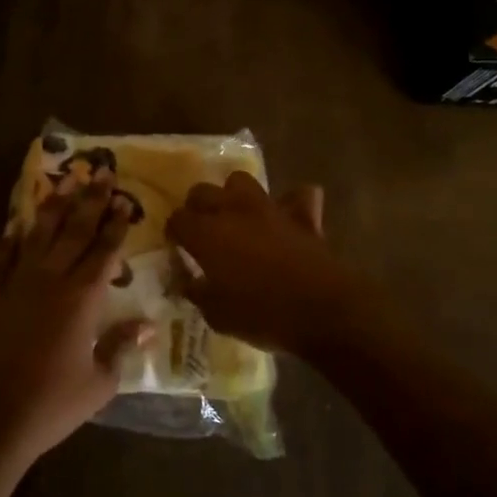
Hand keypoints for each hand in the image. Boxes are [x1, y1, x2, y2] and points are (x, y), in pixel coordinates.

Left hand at [0, 176, 150, 468]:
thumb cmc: (52, 405)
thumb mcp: (100, 383)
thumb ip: (122, 348)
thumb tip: (147, 325)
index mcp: (82, 299)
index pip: (104, 251)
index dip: (116, 225)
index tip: (124, 200)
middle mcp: (51, 280)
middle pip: (74, 231)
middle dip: (90, 200)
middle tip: (101, 172)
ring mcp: (16, 284)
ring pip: (39, 235)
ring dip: (54, 206)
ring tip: (65, 181)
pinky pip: (2, 257)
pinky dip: (10, 238)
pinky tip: (17, 223)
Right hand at [165, 172, 366, 358]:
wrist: (322, 310)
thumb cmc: (262, 315)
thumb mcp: (217, 315)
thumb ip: (197, 292)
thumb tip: (187, 281)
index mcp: (207, 233)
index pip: (178, 219)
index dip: (175, 232)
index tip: (178, 247)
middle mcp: (233, 211)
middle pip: (203, 191)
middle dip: (197, 207)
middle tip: (202, 231)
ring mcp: (269, 208)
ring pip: (241, 181)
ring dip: (234, 195)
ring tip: (237, 218)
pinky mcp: (301, 215)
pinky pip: (296, 196)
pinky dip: (291, 203)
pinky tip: (287, 218)